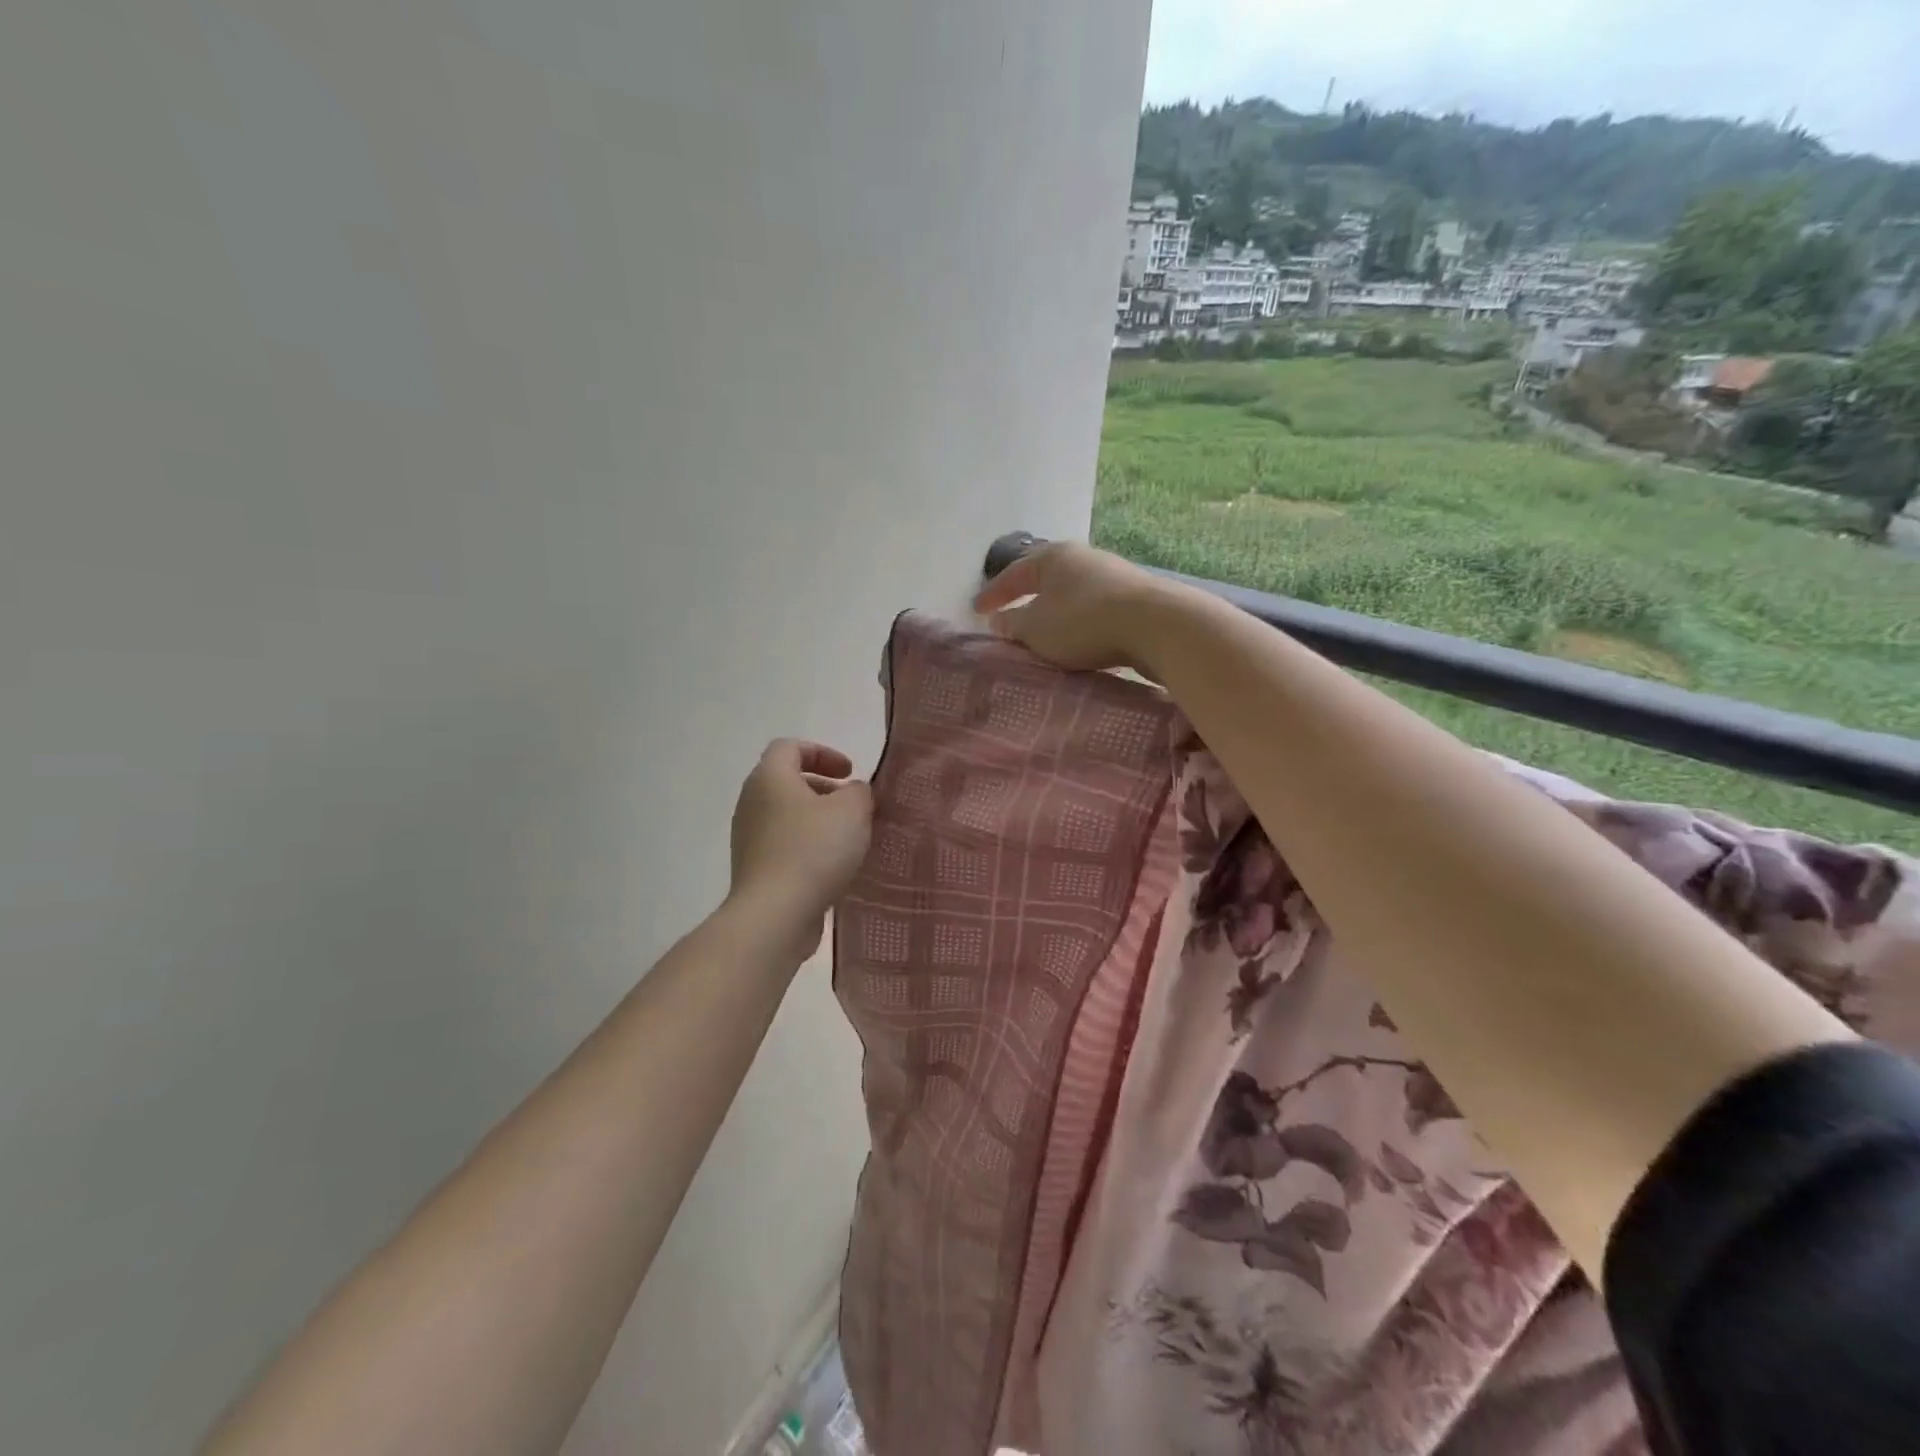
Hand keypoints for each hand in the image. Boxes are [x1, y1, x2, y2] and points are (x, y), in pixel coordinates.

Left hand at [728, 740, 873, 960]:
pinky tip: (833, 866)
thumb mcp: (852, 810)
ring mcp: (748, 838)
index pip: (790, 747)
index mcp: (770, 777)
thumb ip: (859, 791)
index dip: (822, 753)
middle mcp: (751, 802)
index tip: (850, 773)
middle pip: (787, 781)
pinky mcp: (754, 869)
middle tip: (852, 805)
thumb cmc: (813, 850)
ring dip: (818, 820)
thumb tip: (852, 793)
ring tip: (849, 838)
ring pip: (786, 815)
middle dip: (823, 788)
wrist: (775, 914)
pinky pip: (784, 845)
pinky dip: (808, 846)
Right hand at [972, 540, 1170, 674]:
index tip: (975, 610)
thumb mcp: (1036, 629)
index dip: (992, 593)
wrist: (1156, 625)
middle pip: (1046, 579)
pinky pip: (1095, 610)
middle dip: (1027, 598)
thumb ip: (1013, 626)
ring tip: (1044, 633)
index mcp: (1053, 557)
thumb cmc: (1083, 622)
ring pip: (1073, 594)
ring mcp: (1114, 576)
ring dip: (1055, 612)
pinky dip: (1079, 623)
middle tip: (1010, 616)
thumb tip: (999, 622)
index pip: (1014, 574)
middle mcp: (1084, 558)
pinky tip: (1079, 639)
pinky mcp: (1136, 599)